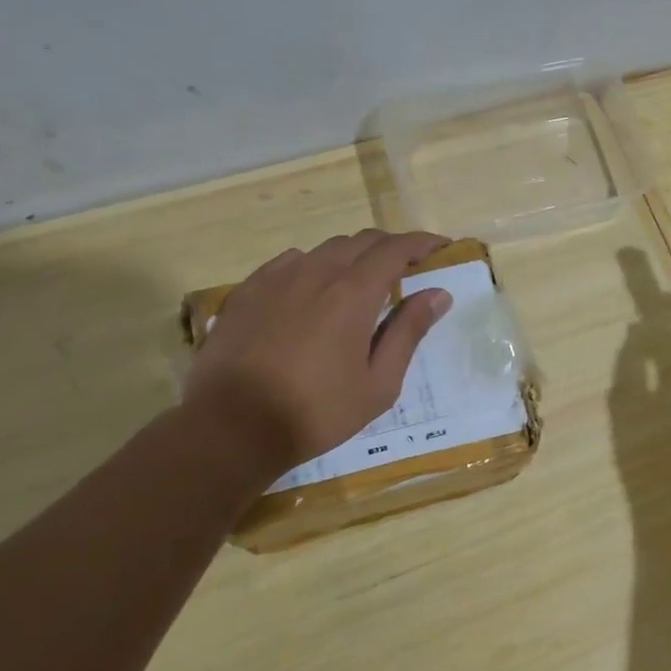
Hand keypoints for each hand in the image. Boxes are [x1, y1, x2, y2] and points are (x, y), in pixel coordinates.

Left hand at [184, 230, 454, 470]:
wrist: (231, 428)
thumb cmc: (317, 412)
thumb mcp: (378, 383)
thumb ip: (408, 332)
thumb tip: (438, 294)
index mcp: (353, 293)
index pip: (395, 249)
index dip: (421, 242)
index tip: (440, 246)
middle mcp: (315, 273)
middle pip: (360, 241)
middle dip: (389, 247)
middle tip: (406, 267)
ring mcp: (275, 279)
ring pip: (323, 250)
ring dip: (351, 257)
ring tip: (359, 282)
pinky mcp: (245, 292)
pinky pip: (287, 264)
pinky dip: (312, 268)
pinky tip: (310, 292)